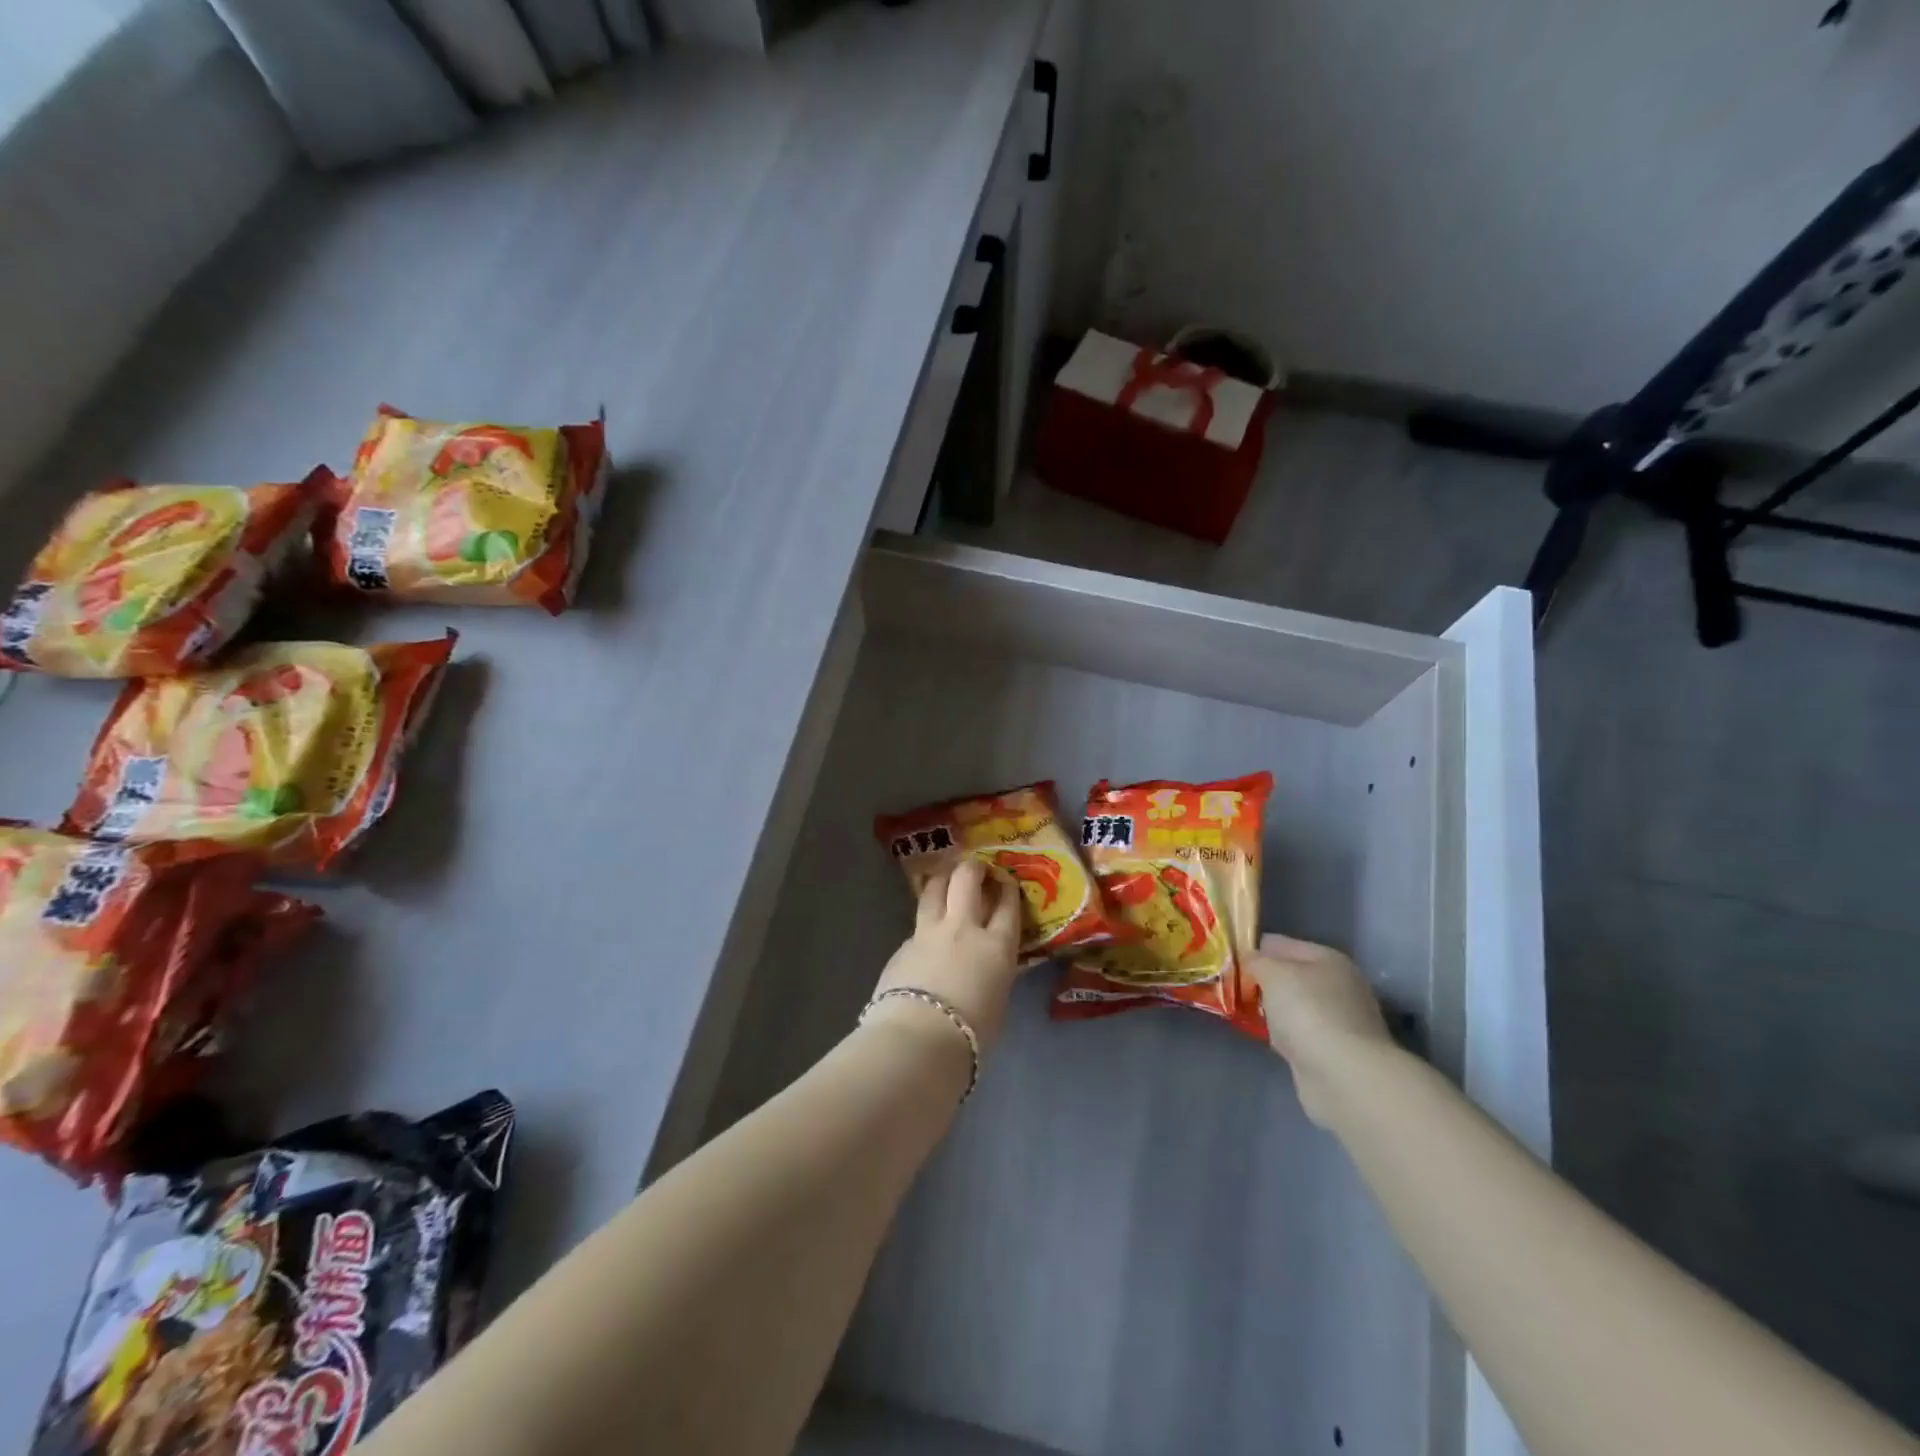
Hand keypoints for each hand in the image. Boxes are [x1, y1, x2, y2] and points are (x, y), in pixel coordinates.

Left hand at [871, 858, 1022, 1055]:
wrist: (919, 1040)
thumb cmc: (971, 1034)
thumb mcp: (997, 1002)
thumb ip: (993, 975)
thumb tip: (987, 968)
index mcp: (996, 946)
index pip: (1007, 906)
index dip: (1007, 888)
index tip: (1005, 880)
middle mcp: (963, 928)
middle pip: (967, 880)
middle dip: (972, 868)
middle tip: (975, 870)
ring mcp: (928, 933)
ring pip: (934, 889)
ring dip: (941, 880)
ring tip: (944, 880)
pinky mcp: (902, 946)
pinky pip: (916, 926)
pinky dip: (923, 925)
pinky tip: (923, 938)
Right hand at [1246, 932, 1392, 1127]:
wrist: (1344, 1077)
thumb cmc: (1308, 1012)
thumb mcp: (1272, 973)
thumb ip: (1255, 961)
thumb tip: (1250, 961)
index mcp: (1328, 958)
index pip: (1280, 943)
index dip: (1252, 949)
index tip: (1225, 962)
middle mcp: (1339, 985)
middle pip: (1289, 975)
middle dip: (1261, 981)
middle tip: (1230, 988)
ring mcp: (1341, 1020)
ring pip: (1293, 1005)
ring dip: (1272, 1009)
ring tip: (1242, 1012)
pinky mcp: (1336, 1052)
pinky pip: (1299, 1033)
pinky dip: (1284, 1034)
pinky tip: (1267, 1038)